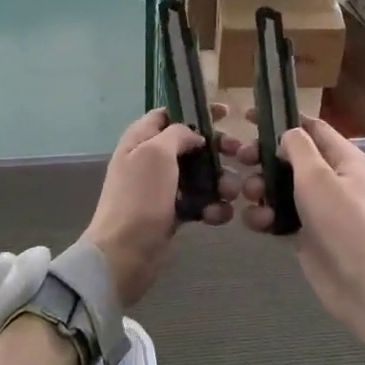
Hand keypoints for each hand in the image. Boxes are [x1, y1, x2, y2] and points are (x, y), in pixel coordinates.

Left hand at [84, 108, 242, 306]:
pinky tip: (218, 215)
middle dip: (216, 149)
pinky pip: (199, 202)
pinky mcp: (172, 213)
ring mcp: (162, 187)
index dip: (195, 111)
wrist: (124, 254)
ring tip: (231, 193)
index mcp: (141, 139)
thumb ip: (177, 134)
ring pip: (199, 175)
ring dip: (219, 182)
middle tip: (240, 154)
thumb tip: (194, 135)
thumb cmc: (139, 197)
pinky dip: (211, 207)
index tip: (226, 113)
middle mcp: (151, 159)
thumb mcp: (156, 153)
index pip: (169, 113)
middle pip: (190, 144)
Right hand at [238, 116, 364, 349]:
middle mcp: (331, 178)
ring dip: (260, 188)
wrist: (359, 282)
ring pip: (278, 187)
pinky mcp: (304, 232)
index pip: (311, 127)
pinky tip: (259, 223)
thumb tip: (286, 136)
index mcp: (342, 158)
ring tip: (251, 197)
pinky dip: (265, 216)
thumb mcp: (317, 175)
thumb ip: (298, 147)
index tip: (248, 118)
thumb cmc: (341, 221)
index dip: (281, 119)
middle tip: (240, 159)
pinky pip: (278, 215)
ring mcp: (317, 207)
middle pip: (289, 157)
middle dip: (263, 157)